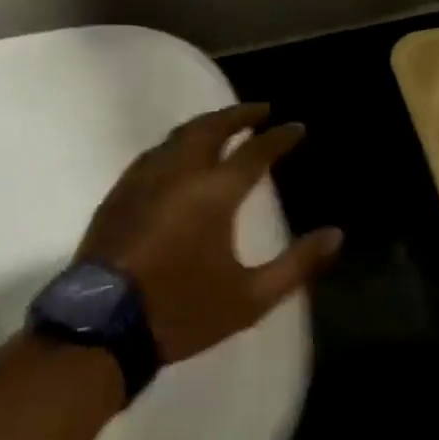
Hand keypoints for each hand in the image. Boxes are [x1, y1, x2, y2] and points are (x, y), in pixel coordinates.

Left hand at [77, 103, 343, 363]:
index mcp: (214, 193)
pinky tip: (179, 156)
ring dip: (206, 125)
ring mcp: (143, 180)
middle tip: (259, 110)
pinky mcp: (119, 194)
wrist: (102, 328)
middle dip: (238, 115)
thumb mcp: (249, 298)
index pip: (254, 152)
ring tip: (223, 126)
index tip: (296, 127)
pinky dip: (176, 143)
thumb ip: (297, 264)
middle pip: (211, 128)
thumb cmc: (181, 311)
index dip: (279, 137)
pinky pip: (153, 153)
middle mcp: (178, 173)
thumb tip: (335, 234)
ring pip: (178, 136)